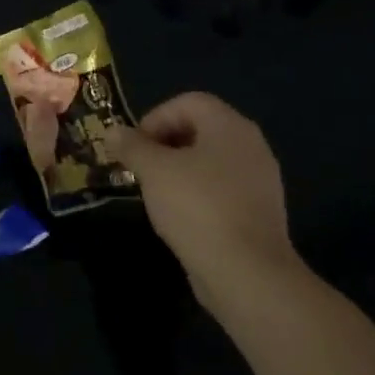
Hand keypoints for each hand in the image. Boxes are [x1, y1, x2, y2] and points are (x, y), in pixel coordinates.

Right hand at [106, 92, 303, 309]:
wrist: (246, 273)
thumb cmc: (197, 207)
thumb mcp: (153, 171)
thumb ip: (132, 146)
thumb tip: (113, 132)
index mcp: (230, 127)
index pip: (189, 102)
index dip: (155, 117)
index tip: (134, 146)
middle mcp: (251, 146)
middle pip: (201, 129)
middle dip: (164, 143)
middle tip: (140, 167)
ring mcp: (260, 181)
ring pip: (211, 161)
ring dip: (179, 169)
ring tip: (155, 192)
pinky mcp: (260, 212)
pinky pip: (222, 189)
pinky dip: (198, 193)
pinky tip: (179, 216)